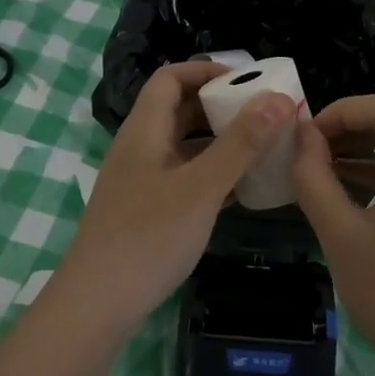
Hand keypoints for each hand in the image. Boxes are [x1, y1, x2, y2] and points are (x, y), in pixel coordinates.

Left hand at [57, 62, 295, 336]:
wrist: (96, 305)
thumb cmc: (148, 238)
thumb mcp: (201, 187)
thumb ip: (240, 143)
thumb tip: (278, 99)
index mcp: (144, 130)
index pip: (171, 77)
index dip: (206, 70)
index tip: (248, 81)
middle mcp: (140, 147)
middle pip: (179, 109)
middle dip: (221, 106)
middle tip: (265, 114)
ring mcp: (141, 180)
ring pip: (184, 145)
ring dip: (220, 141)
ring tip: (262, 147)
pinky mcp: (147, 210)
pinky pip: (185, 176)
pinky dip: (212, 173)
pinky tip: (242, 187)